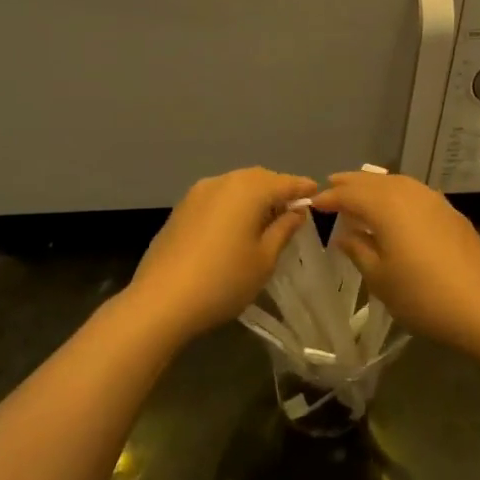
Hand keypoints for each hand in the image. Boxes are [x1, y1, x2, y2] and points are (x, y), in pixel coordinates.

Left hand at [126, 168, 318, 339]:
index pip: (284, 181)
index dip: (302, 187)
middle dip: (277, 190)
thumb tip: (295, 210)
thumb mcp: (264, 259)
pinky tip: (235, 228)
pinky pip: (216, 198)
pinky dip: (232, 206)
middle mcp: (222, 181)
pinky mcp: (180, 209)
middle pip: (258, 179)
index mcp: (248, 189)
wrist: (161, 300)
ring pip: (235, 186)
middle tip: (292, 210)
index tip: (317, 194)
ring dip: (253, 197)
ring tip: (265, 220)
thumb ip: (283, 229)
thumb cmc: (224, 280)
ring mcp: (197, 193)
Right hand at [311, 172, 479, 349]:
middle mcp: (409, 193)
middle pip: (373, 181)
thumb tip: (345, 234)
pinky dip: (396, 194)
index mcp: (386, 206)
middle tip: (331, 189)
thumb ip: (359, 251)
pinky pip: (414, 193)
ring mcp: (434, 200)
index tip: (313, 205)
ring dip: (374, 186)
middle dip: (350, 184)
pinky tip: (394, 209)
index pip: (349, 194)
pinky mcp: (451, 213)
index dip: (330, 198)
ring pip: (396, 183)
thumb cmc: (423, 296)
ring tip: (359, 195)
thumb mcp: (380, 279)